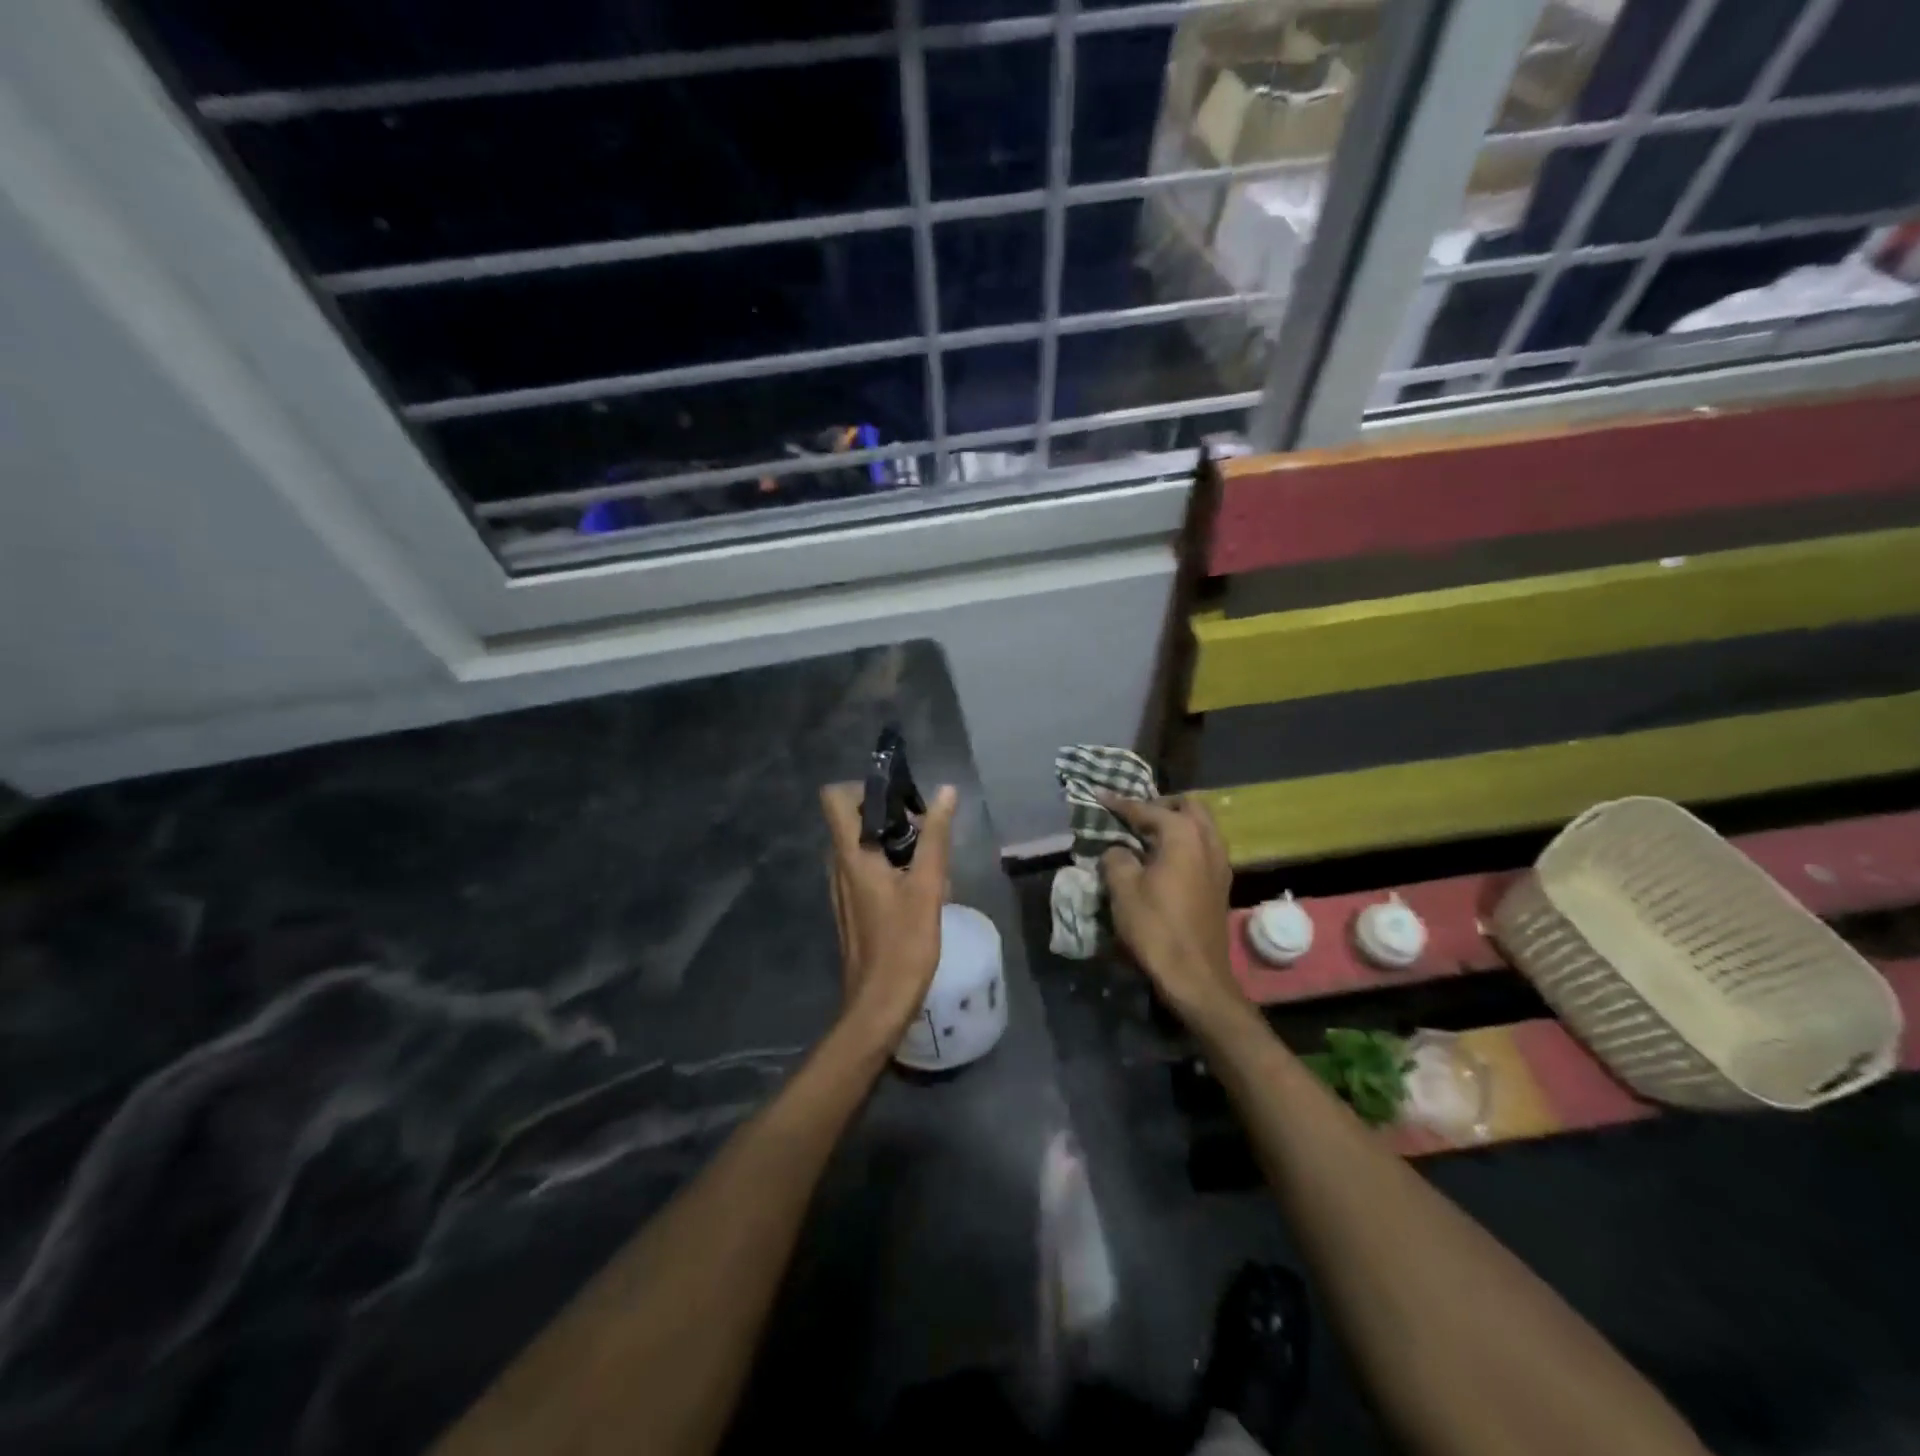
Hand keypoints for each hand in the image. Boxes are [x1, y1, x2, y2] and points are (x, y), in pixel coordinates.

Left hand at [819, 781, 957, 1046]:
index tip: (900, 798)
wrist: (878, 1004)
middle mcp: (838, 865)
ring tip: (927, 859)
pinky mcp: (851, 906)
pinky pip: (864, 868)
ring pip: (862, 844)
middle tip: (925, 830)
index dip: (864, 787)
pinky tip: (917, 887)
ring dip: (892, 841)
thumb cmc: (903, 945)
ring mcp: (842, 887)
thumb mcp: (927, 888)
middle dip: (888, 814)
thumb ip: (935, 837)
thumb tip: (945, 792)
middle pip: (852, 818)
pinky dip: (888, 864)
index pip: (835, 797)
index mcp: (851, 855)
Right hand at [1097, 795, 1244, 1025]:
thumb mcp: (1123, 889)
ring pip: (1200, 827)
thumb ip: (1116, 858)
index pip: (1147, 809)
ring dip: (1175, 824)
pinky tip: (1163, 860)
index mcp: (1183, 835)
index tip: (1099, 795)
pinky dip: (1184, 844)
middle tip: (1133, 815)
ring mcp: (1220, 864)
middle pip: (1187, 806)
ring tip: (1146, 836)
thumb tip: (1119, 851)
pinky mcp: (1220, 885)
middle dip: (1160, 804)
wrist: (1195, 976)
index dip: (1120, 803)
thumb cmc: (1156, 928)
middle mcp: (1208, 841)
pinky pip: (1203, 848)